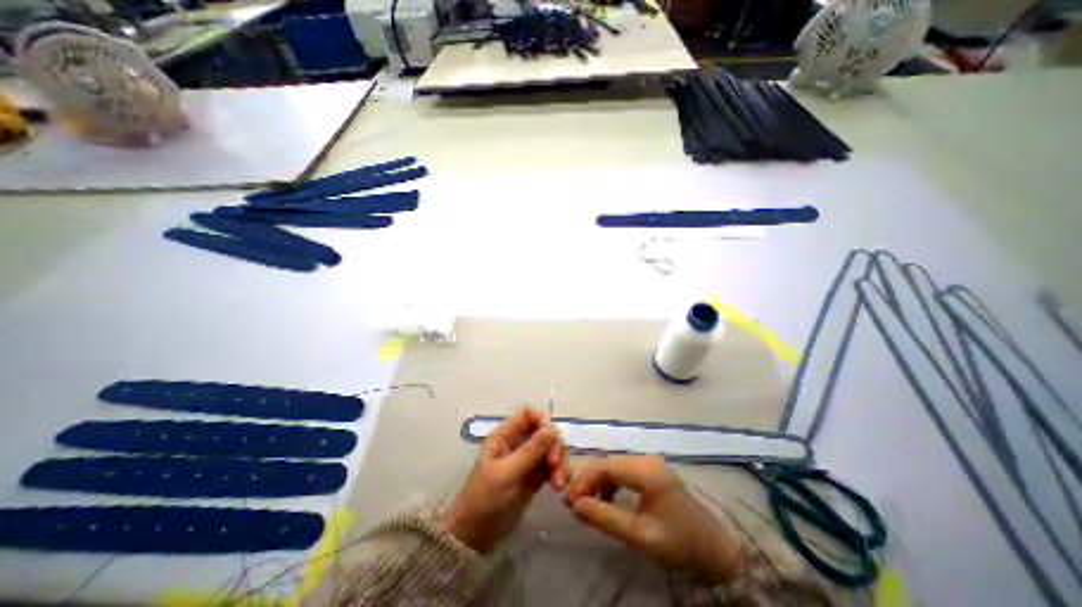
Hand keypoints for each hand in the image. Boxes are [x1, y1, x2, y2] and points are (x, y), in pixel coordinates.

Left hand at [441, 407, 569, 554]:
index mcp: (506, 435)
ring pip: (551, 449)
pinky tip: (560, 487)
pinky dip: (559, 473)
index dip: (543, 420)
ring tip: (559, 485)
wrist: (475, 535)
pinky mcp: (535, 476)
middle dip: (554, 446)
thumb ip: (530, 451)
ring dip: (560, 462)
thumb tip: (552, 430)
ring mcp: (528, 459)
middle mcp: (518, 442)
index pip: (529, 414)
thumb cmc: (485, 498)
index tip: (552, 438)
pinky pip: (553, 466)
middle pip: (544, 431)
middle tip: (556, 466)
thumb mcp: (507, 473)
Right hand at [562, 455, 740, 581]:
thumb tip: (575, 506)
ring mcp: (650, 463)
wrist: (714, 548)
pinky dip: (611, 483)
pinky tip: (607, 498)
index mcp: (647, 471)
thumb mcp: (640, 535)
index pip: (606, 468)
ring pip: (614, 466)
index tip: (569, 502)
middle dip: (589, 482)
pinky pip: (624, 470)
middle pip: (608, 464)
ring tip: (588, 505)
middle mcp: (647, 459)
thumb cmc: (679, 543)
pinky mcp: (651, 469)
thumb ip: (606, 518)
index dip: (584, 481)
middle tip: (574, 505)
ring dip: (599, 482)